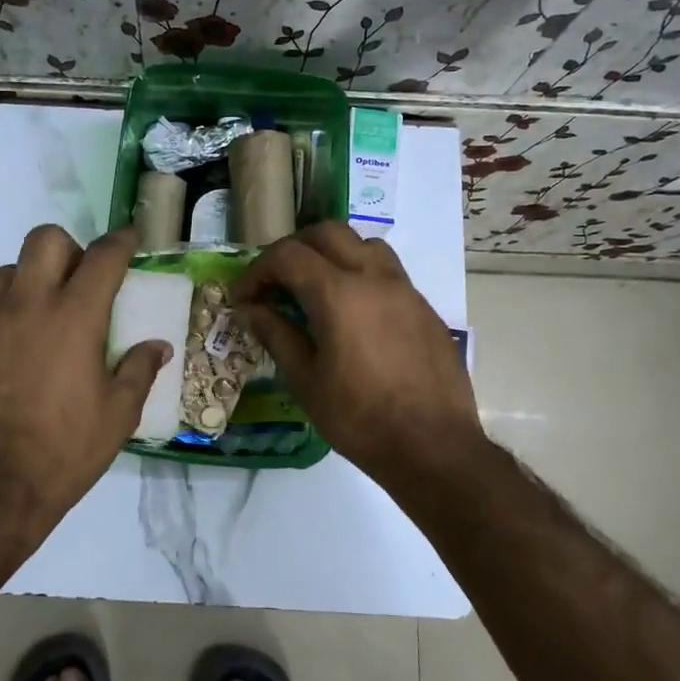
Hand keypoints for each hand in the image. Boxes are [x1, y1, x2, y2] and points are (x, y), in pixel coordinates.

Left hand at [0, 224, 168, 535]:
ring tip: (44, 312)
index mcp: (74, 317)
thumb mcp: (119, 414)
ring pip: (10, 269)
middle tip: (81, 278)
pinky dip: (7, 313)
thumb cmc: (66, 450)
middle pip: (45, 240)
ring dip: (33, 277)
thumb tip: (158, 346)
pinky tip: (16, 349)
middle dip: (70, 247)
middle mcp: (28, 305)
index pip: (103, 257)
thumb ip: (140, 370)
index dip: (122, 241)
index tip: (130, 237)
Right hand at [235, 223, 485, 486]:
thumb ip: (276, 334)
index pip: (288, 255)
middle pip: (327, 233)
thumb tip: (251, 309)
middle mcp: (373, 277)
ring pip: (363, 244)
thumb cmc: (360, 419)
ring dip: (332, 254)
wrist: (434, 447)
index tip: (245, 297)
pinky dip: (360, 275)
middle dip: (293, 250)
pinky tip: (354, 315)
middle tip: (276, 283)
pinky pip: (387, 271)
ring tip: (316, 288)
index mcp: (338, 293)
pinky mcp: (424, 307)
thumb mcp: (305, 381)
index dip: (258, 270)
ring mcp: (405, 289)